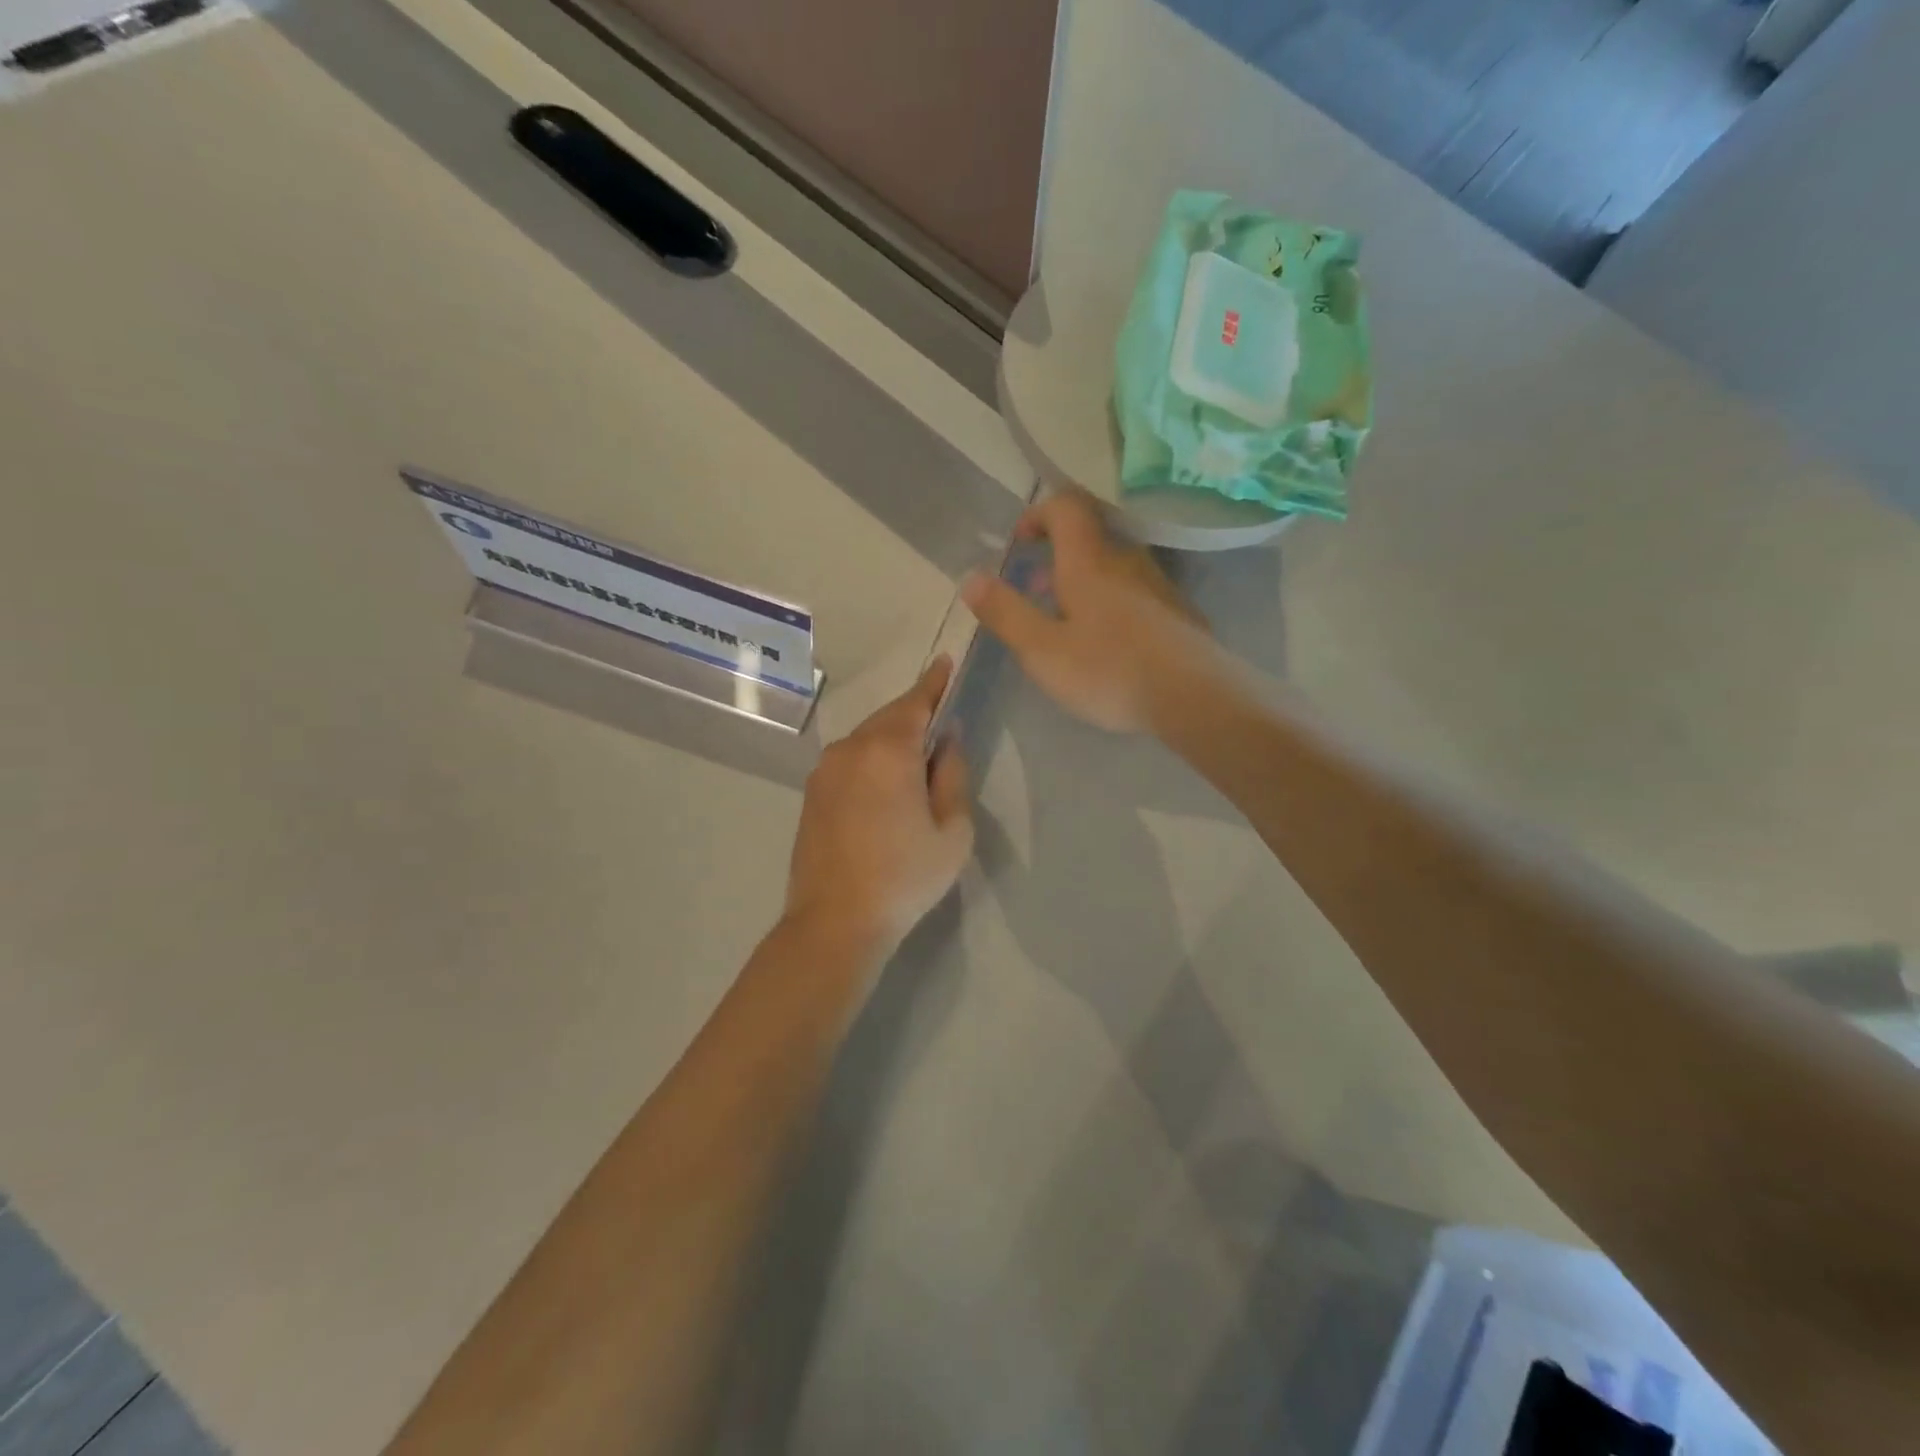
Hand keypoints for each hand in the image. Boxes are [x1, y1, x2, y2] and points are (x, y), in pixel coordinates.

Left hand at [783, 657, 973, 960]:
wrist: (835, 922)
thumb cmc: (905, 877)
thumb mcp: (952, 830)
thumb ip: (952, 774)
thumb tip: (947, 740)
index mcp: (887, 751)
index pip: (916, 702)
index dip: (934, 682)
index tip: (946, 663)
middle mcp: (850, 749)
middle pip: (889, 717)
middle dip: (915, 712)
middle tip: (940, 717)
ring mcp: (825, 771)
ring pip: (867, 738)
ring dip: (892, 738)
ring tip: (917, 756)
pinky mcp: (812, 793)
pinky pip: (850, 760)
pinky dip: (872, 758)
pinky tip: (886, 782)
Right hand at [961, 489, 1213, 733]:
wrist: (1194, 697)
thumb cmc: (1109, 670)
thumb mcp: (1042, 650)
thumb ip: (1006, 612)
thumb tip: (971, 577)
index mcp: (1089, 562)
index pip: (1066, 506)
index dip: (1039, 513)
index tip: (1020, 542)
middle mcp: (1127, 561)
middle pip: (1090, 538)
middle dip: (1056, 556)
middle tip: (1035, 589)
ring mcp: (1158, 586)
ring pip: (1114, 567)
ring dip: (1084, 582)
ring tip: (1067, 622)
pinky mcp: (1178, 613)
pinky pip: (1136, 593)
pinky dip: (1112, 603)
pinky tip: (1109, 644)